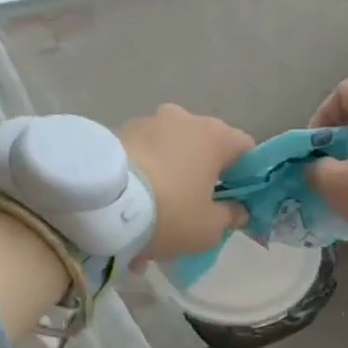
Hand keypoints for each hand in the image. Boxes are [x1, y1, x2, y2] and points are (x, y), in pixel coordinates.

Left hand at [117, 105, 254, 262]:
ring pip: (168, 156)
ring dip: (166, 183)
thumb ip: (231, 216)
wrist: (102, 205)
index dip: (245, 176)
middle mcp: (183, 119)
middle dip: (199, 180)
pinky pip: (139, 160)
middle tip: (191, 214)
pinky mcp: (115, 134)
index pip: (245, 149)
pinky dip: (140, 183)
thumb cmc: (170, 212)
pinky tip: (127, 218)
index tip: (234, 202)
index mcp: (214, 135)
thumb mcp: (209, 228)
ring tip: (150, 225)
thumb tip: (238, 209)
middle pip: (202, 150)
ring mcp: (146, 123)